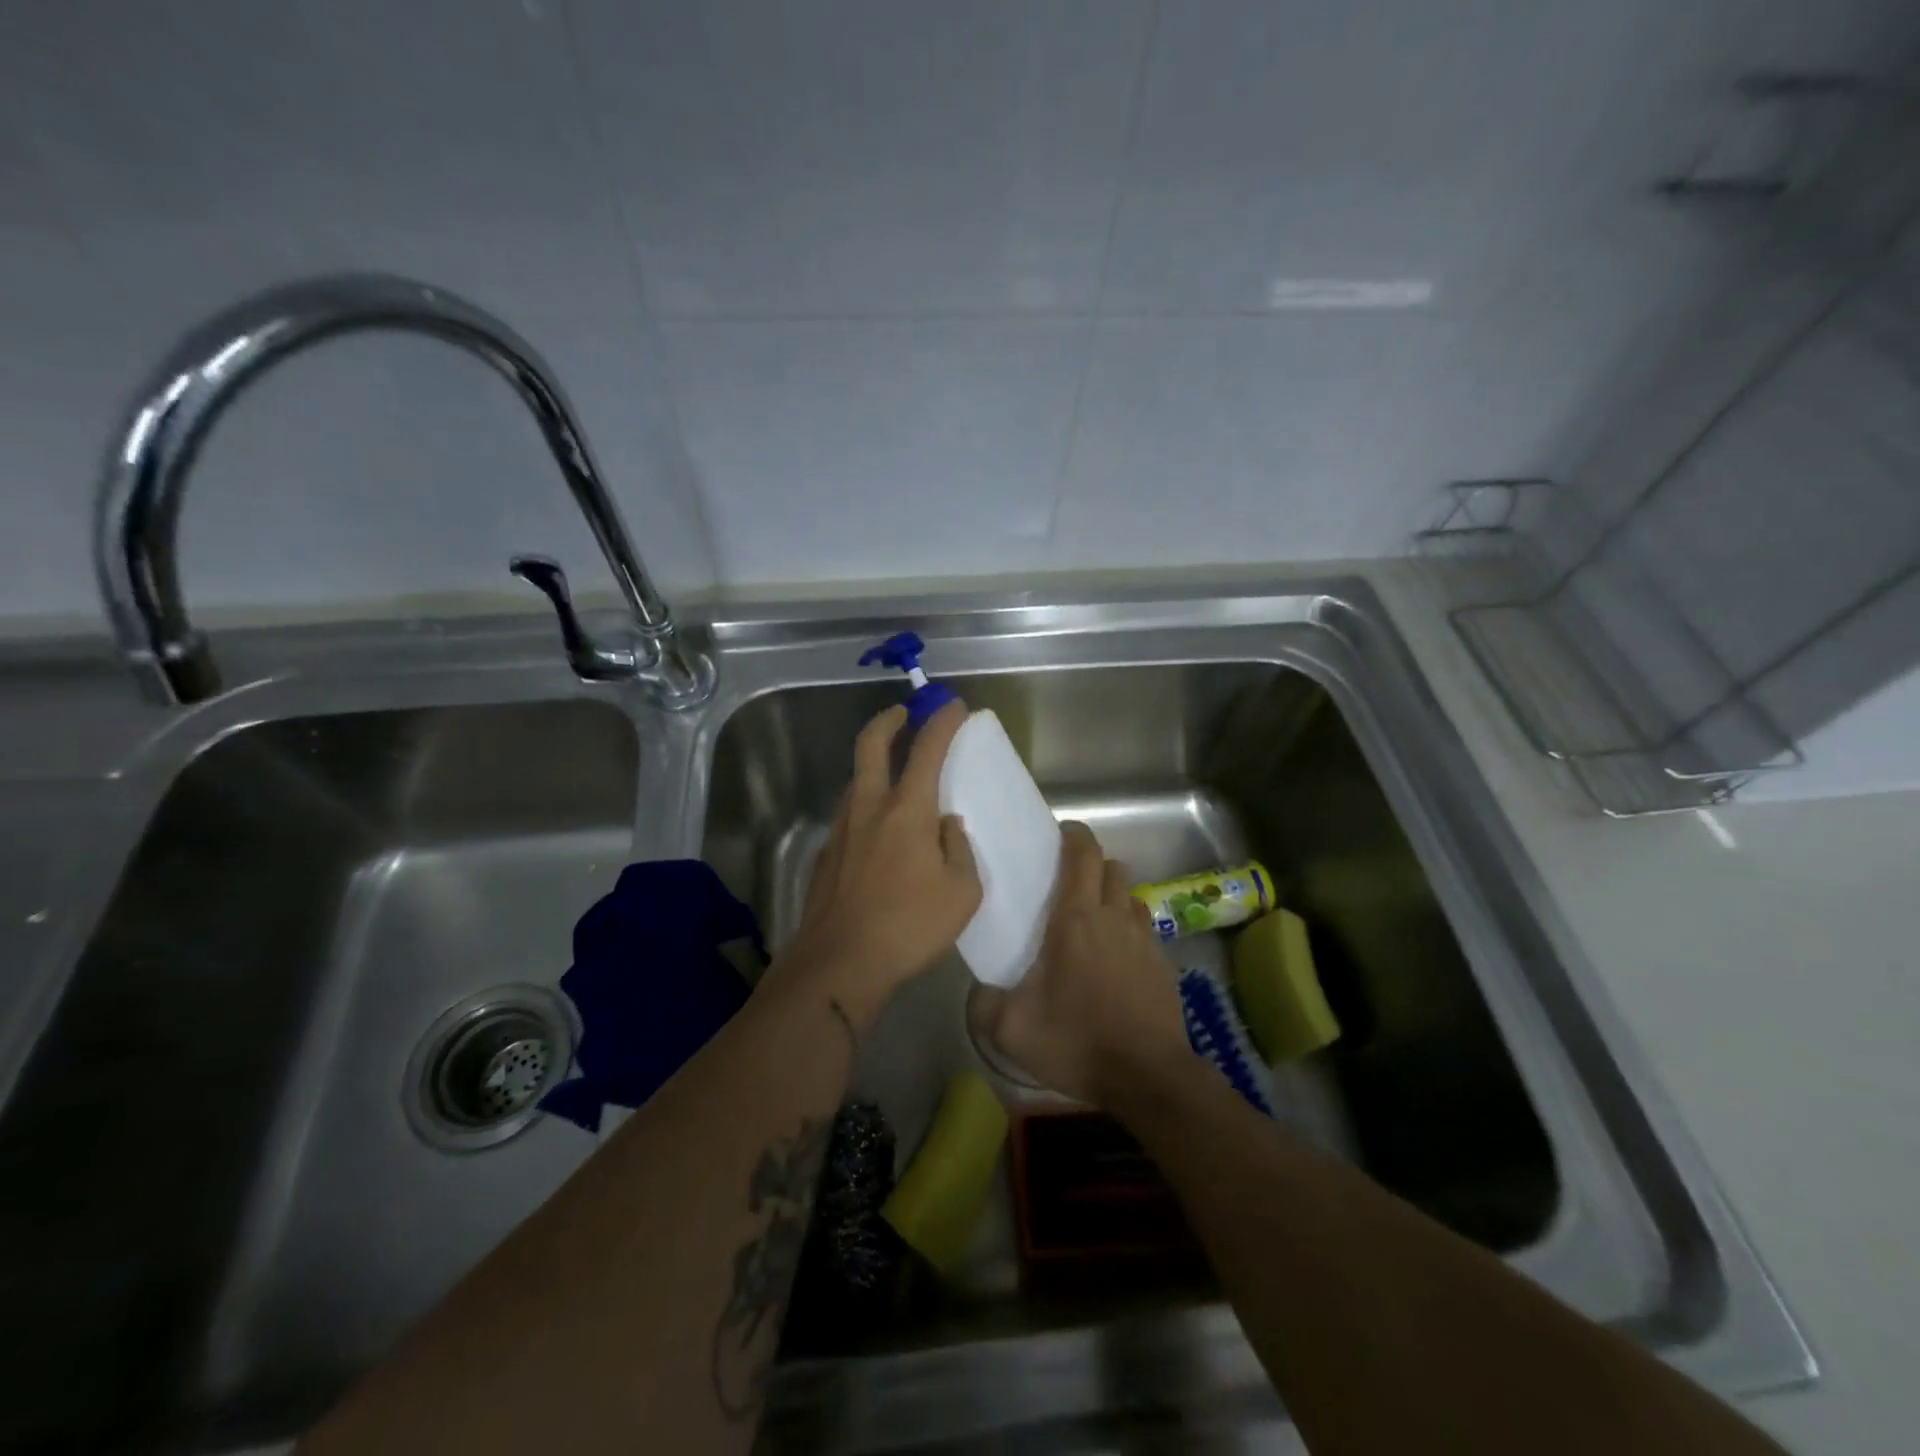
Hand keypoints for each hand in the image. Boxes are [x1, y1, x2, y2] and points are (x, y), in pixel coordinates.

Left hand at [775, 701, 980, 1029]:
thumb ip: (959, 849)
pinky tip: (877, 837)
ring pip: (856, 782)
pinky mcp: (824, 856)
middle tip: (902, 714)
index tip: (953, 706)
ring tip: (894, 781)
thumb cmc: (910, 926)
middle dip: (888, 721)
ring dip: (874, 768)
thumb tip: (947, 827)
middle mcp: (868, 808)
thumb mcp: (961, 892)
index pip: (927, 750)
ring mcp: (840, 831)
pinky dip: (865, 810)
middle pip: (871, 746)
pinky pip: (848, 818)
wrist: (839, 965)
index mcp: (907, 810)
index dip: (942, 722)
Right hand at [977, 821, 1189, 1105]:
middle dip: (1093, 866)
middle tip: (1069, 885)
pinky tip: (1117, 961)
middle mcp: (1113, 918)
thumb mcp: (1011, 1030)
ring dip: (1114, 897)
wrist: (1147, 1078)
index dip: (1074, 835)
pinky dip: (1130, 931)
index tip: (1061, 834)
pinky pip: (1146, 930)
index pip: (1083, 854)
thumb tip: (977, 990)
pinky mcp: (1164, 965)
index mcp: (1075, 919)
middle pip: (1112, 868)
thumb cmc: (1077, 1042)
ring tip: (1094, 922)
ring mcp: (1144, 940)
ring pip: (1131, 897)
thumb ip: (984, 1003)